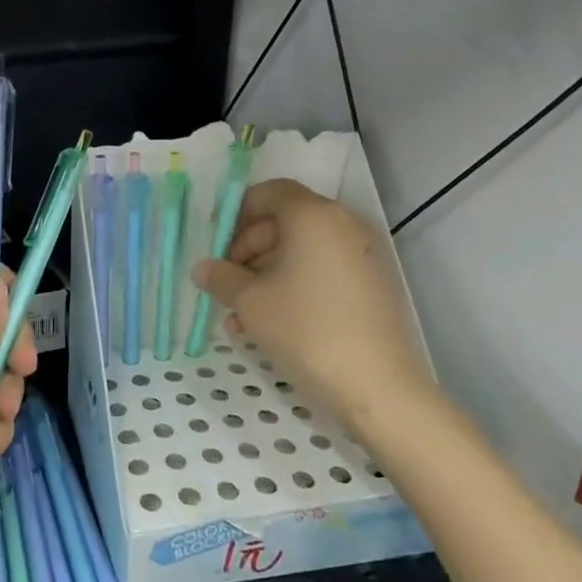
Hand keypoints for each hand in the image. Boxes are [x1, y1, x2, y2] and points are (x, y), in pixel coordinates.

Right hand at [192, 178, 433, 437]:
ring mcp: (361, 255)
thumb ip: (221, 277)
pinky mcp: (371, 285)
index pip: (268, 193)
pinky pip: (320, 271)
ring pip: (300, 251)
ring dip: (264, 274)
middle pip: (283, 222)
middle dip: (246, 250)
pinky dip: (291, 286)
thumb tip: (203, 269)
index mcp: (313, 215)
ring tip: (237, 315)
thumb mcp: (250, 302)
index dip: (235, 213)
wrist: (378, 388)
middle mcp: (342, 225)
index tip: (214, 244)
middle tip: (223, 283)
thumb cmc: (306, 330)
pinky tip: (266, 323)